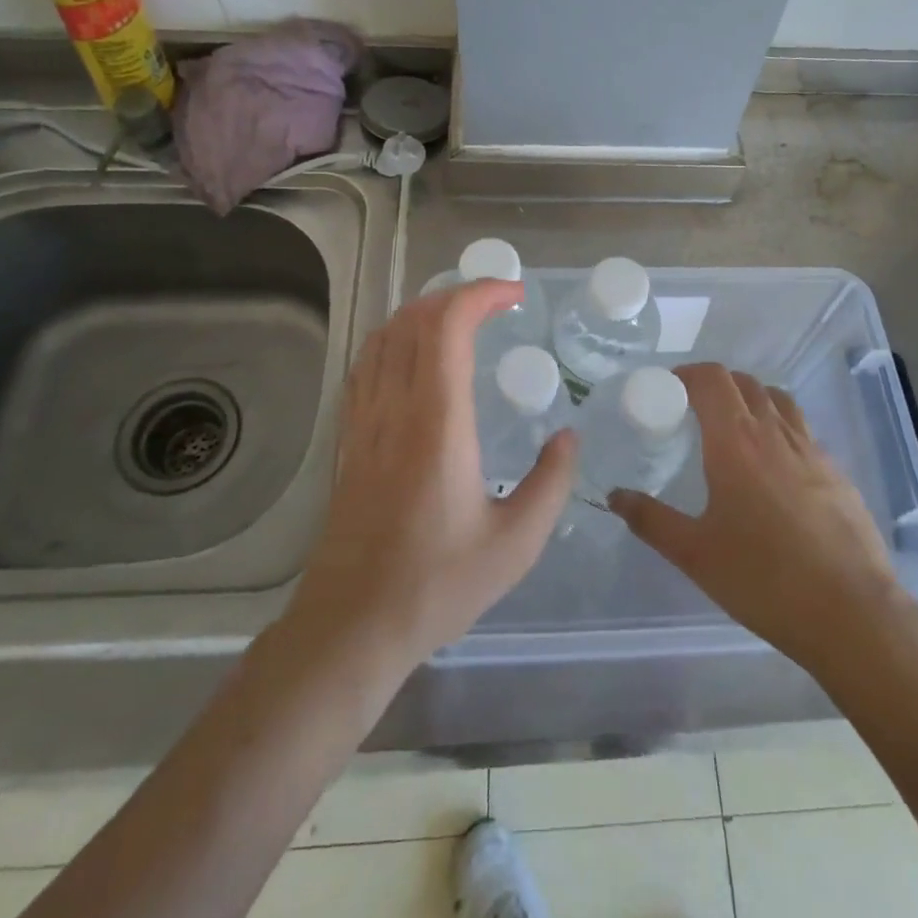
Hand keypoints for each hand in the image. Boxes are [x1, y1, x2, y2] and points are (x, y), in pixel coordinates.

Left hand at [288, 280, 577, 672]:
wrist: (352, 623)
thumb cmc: (437, 584)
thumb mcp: (516, 543)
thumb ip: (551, 482)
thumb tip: (568, 437)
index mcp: (437, 422)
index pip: (448, 326)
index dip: (481, 294)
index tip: (515, 294)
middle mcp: (395, 407)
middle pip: (414, 319)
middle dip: (457, 294)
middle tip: (496, 303)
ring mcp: (364, 421)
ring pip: (385, 336)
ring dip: (424, 312)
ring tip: (461, 320)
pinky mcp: (349, 439)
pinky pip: (367, 365)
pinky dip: (396, 339)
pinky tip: (415, 358)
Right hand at [609, 364, 913, 680]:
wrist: (851, 613)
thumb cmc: (763, 579)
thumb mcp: (695, 554)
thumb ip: (651, 519)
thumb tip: (615, 496)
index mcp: (736, 442)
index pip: (712, 379)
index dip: (687, 373)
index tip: (668, 388)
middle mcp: (775, 433)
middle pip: (745, 383)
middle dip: (716, 383)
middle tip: (694, 409)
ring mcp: (812, 451)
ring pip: (779, 401)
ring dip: (752, 399)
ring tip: (734, 428)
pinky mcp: (838, 473)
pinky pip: (802, 431)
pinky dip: (780, 429)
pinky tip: (774, 468)